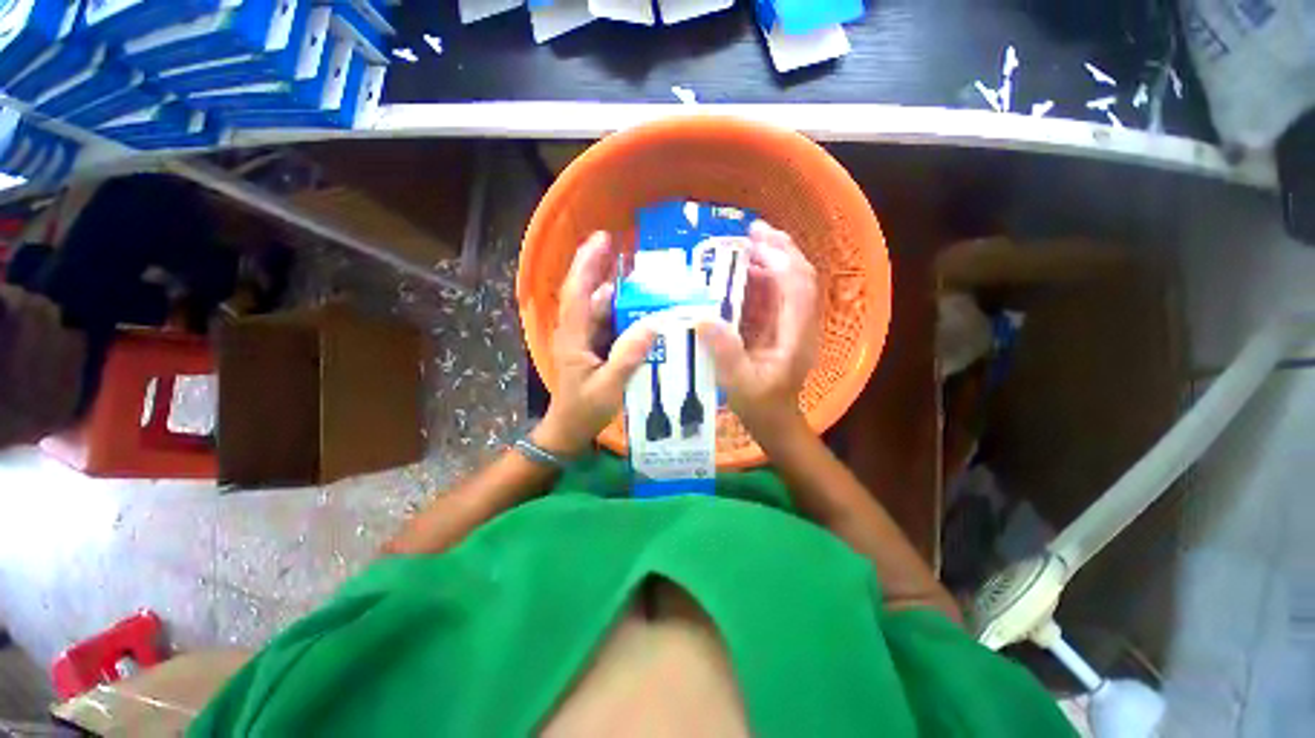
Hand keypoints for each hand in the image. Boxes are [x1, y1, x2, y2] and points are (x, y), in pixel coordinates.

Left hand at [533, 232, 655, 455]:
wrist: (569, 430)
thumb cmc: (584, 410)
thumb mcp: (609, 386)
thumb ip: (629, 356)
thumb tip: (653, 324)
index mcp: (573, 337)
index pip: (577, 292)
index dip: (587, 263)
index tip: (602, 239)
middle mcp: (575, 331)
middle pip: (586, 292)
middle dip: (602, 268)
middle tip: (627, 250)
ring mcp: (584, 339)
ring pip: (599, 307)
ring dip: (617, 292)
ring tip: (642, 279)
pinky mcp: (592, 347)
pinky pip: (607, 323)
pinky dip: (622, 313)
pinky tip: (641, 310)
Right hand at [696, 220, 818, 434]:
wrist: (775, 422)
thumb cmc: (761, 406)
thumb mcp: (738, 384)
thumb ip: (724, 352)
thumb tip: (702, 317)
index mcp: (796, 336)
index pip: (797, 287)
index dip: (780, 258)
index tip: (755, 240)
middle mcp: (800, 325)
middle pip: (800, 277)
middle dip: (780, 249)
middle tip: (751, 232)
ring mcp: (792, 326)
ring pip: (790, 283)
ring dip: (771, 260)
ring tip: (744, 247)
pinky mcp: (781, 329)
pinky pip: (776, 297)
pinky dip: (762, 279)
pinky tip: (742, 274)